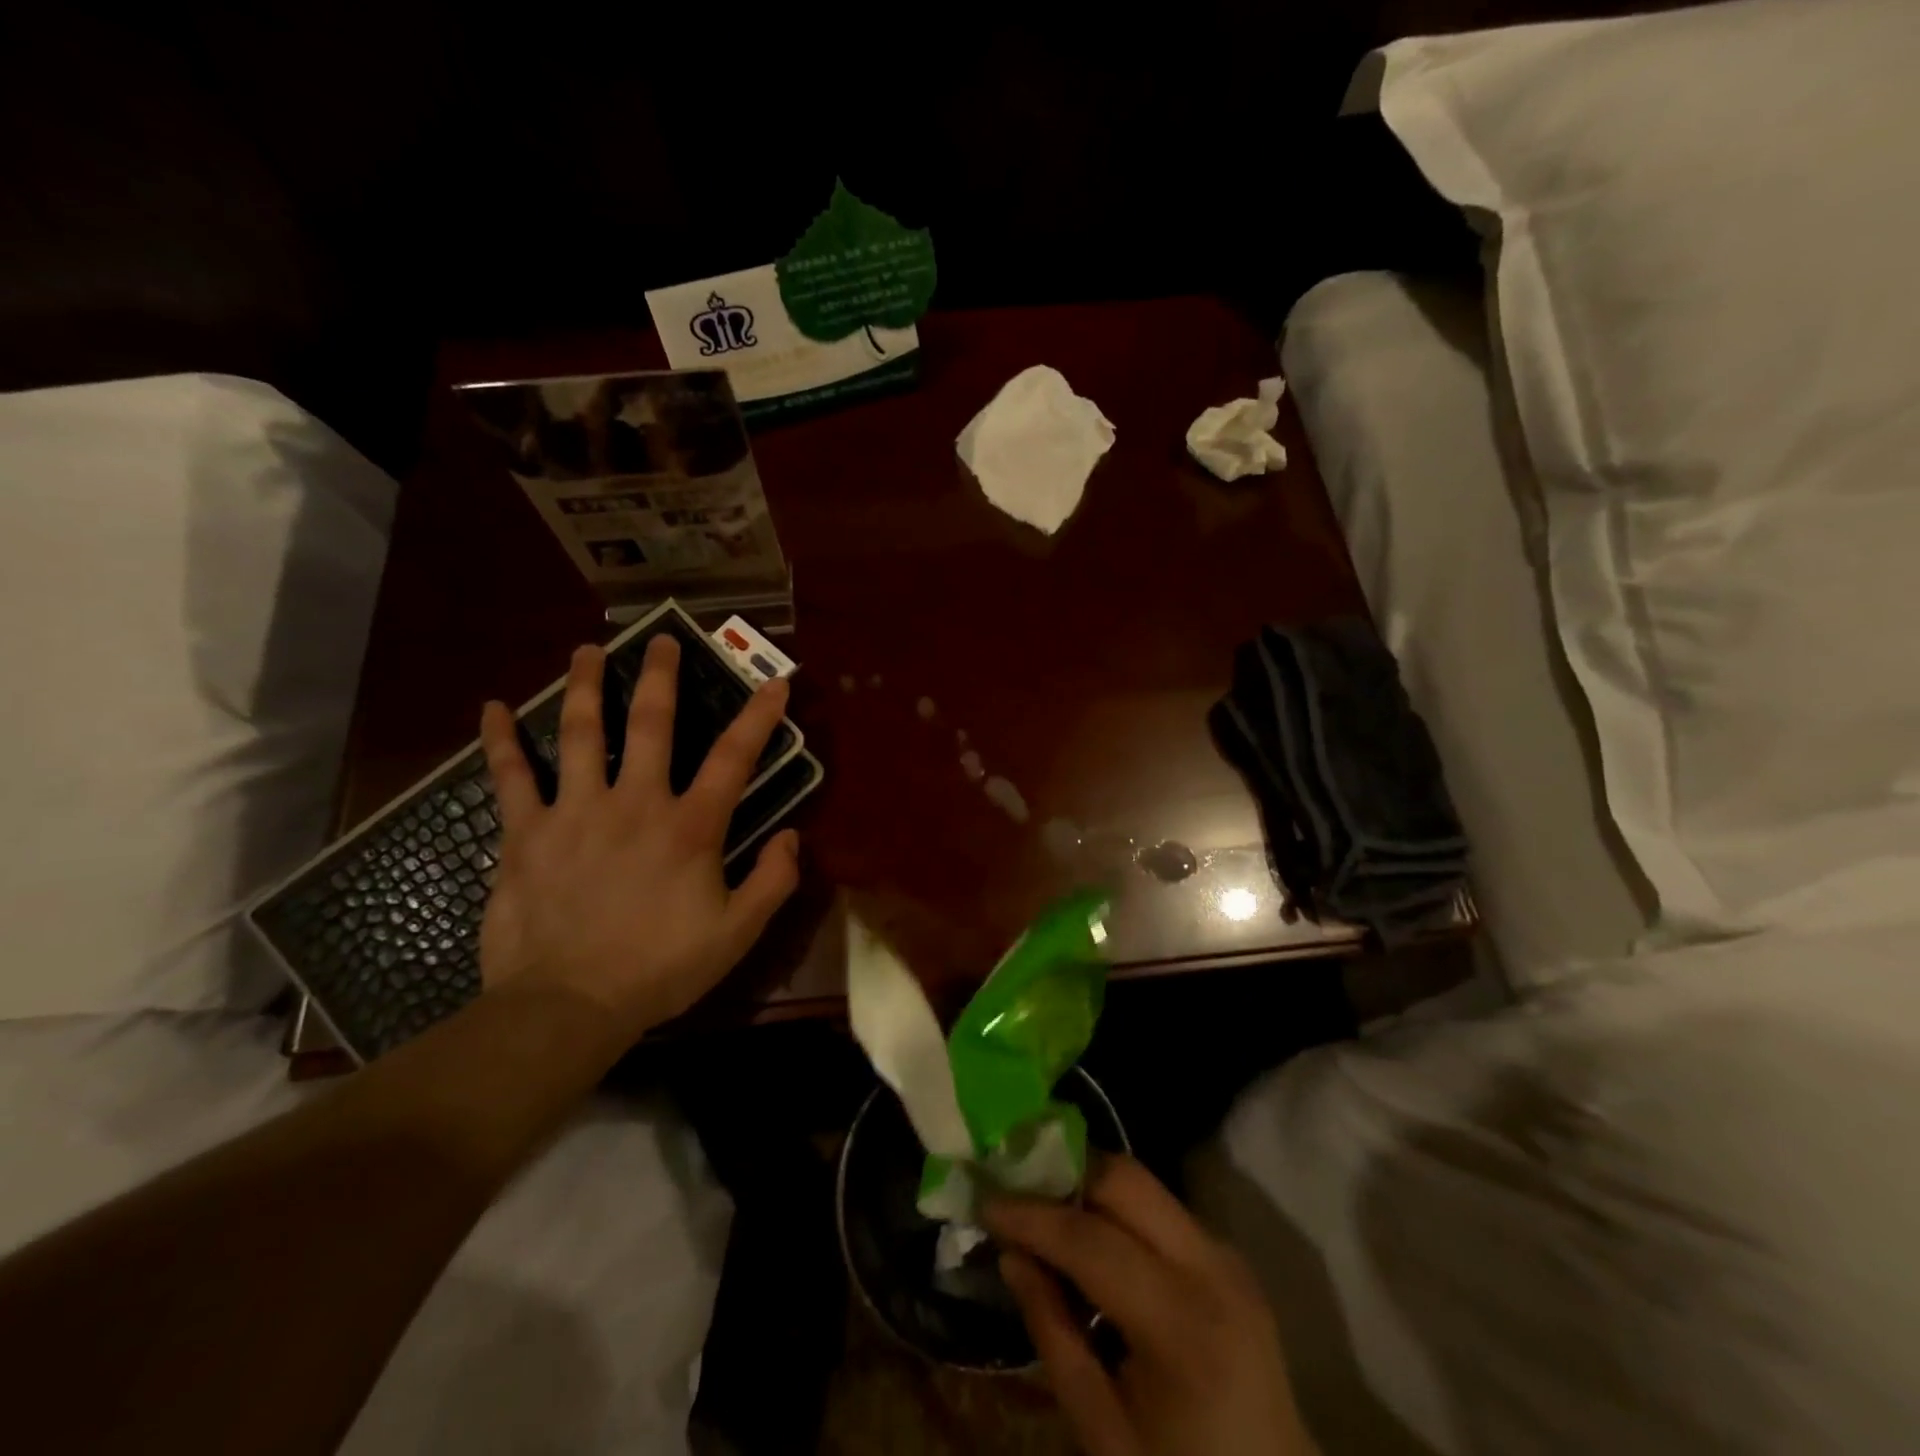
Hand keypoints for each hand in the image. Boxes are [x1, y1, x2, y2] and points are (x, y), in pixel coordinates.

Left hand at [476, 637, 799, 1046]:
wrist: (566, 1006)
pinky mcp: (525, 833)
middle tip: (661, 639)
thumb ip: (772, 881)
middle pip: (650, 724)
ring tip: (587, 650)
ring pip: (580, 733)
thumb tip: (792, 836)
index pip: (735, 758)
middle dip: (660, 677)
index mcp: (690, 826)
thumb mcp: (737, 933)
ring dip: (586, 686)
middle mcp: (635, 802)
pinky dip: (500, 740)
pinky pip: (510, 776)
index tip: (775, 682)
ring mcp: (575, 811)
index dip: (760, 716)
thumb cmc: (659, 969)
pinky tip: (492, 708)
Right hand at [984, 1155, 1319, 1455]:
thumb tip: (1010, 1255)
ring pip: (1143, 1184)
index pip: (1091, 1240)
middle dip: (1064, 1174)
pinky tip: (1086, 1231)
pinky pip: (1160, 1207)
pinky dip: (1116, 1207)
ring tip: (1042, 1206)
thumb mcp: (1104, 1433)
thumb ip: (1053, 1334)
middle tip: (1015, 1189)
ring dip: (1088, 1185)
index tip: (984, 1201)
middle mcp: (1212, 1268)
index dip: (1032, 1215)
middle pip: (1126, 1181)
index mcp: (1182, 1325)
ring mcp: (1226, 1254)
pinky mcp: (1227, 1255)